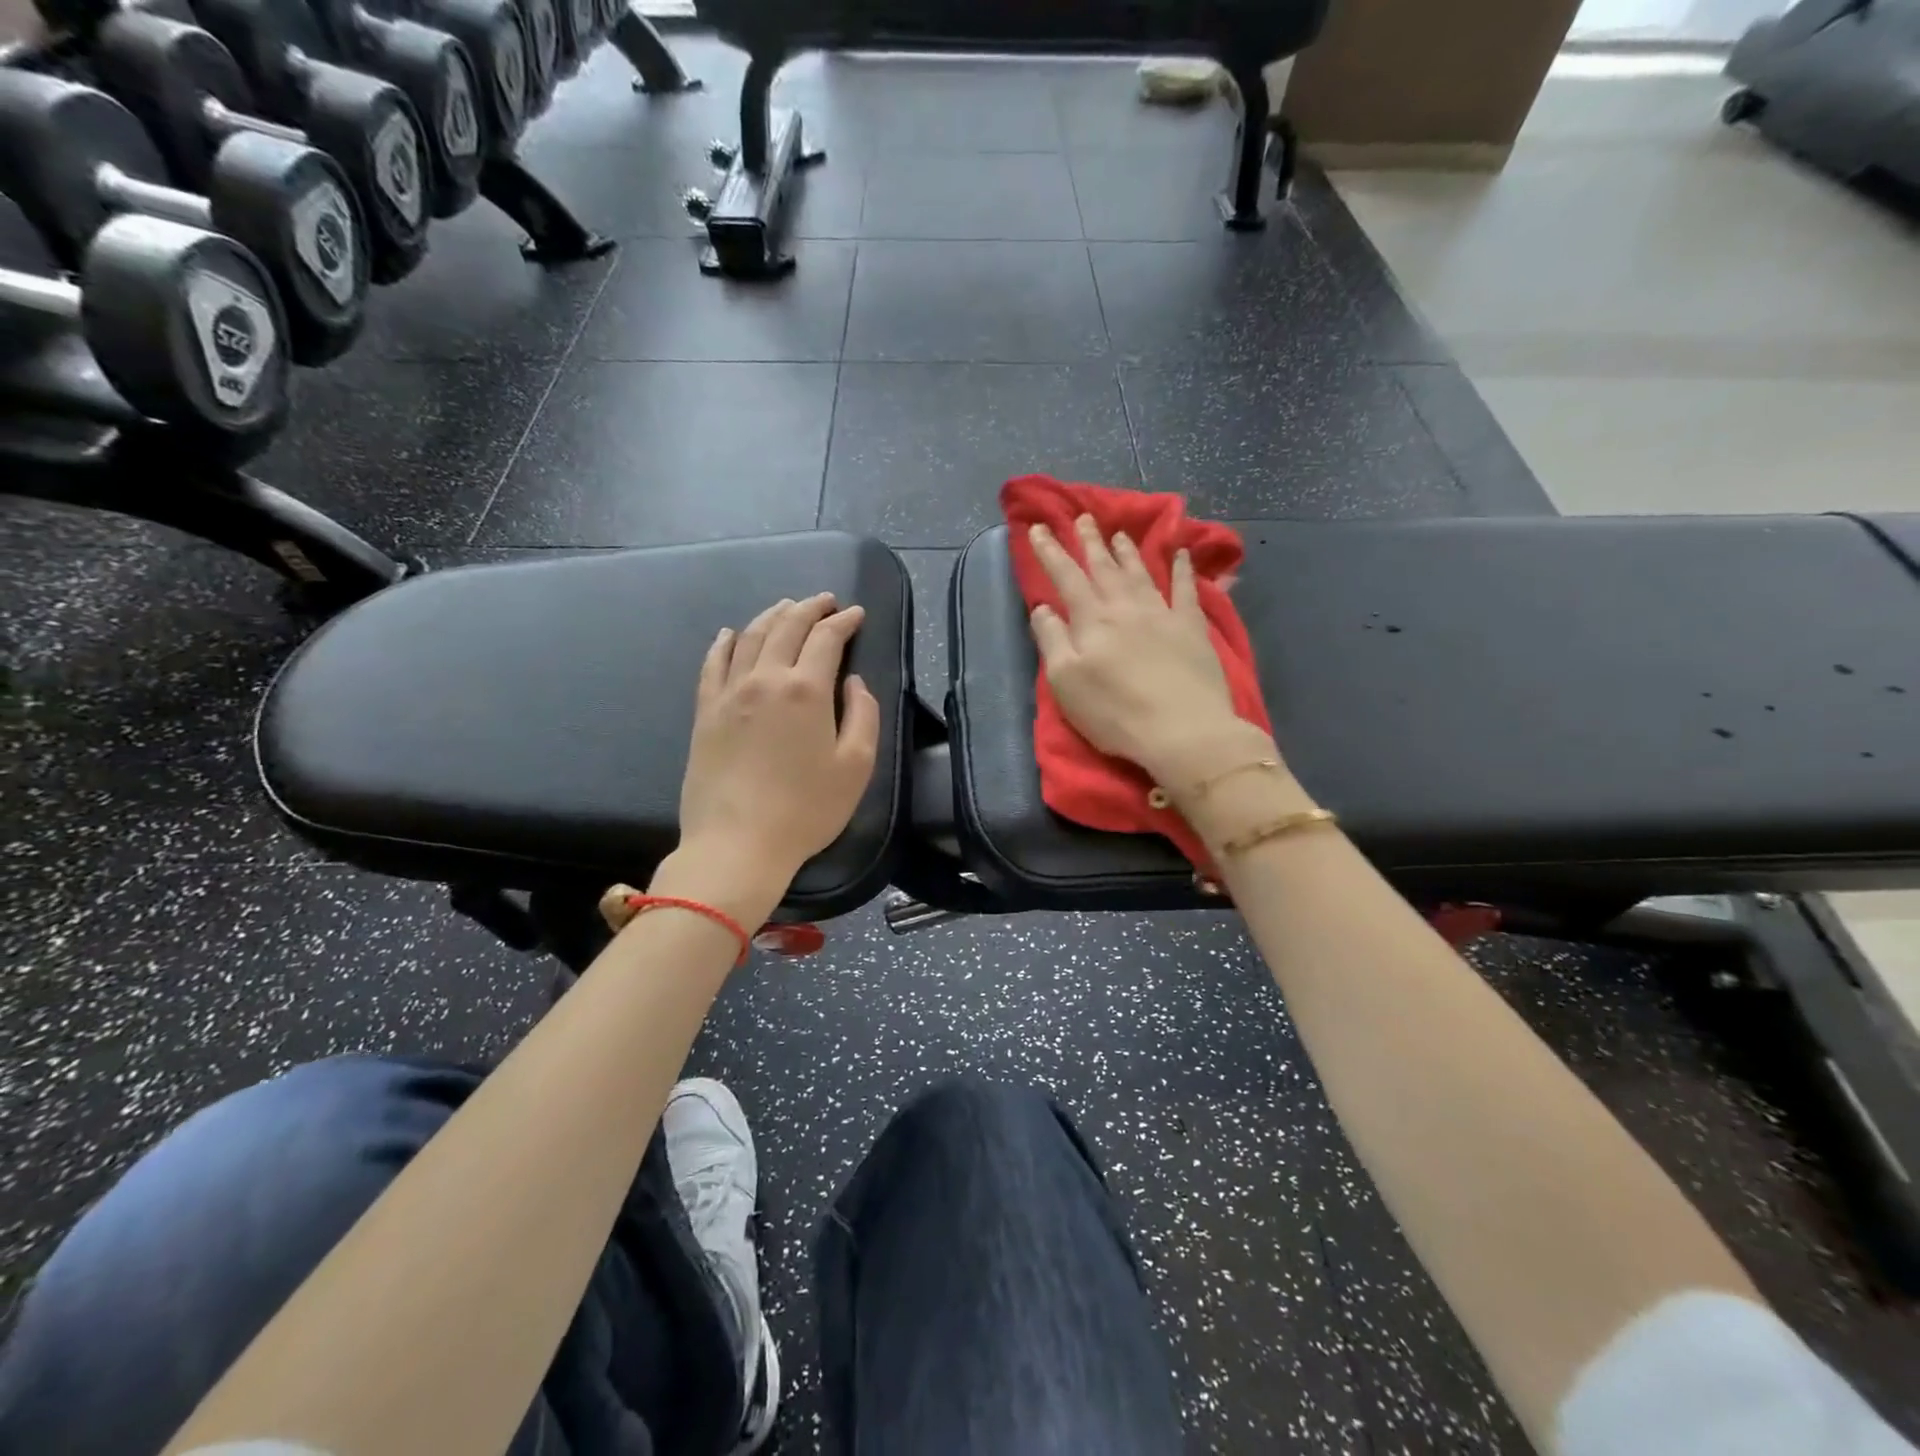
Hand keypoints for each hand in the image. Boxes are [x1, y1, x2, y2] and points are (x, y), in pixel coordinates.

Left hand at [674, 594, 879, 902]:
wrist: (737, 843)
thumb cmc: (806, 809)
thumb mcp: (856, 767)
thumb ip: (863, 716)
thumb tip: (853, 682)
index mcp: (806, 689)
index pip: (826, 639)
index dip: (844, 622)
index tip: (856, 614)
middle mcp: (765, 679)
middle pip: (786, 628)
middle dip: (809, 609)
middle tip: (824, 601)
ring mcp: (729, 693)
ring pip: (750, 637)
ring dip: (771, 616)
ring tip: (786, 608)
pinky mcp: (706, 712)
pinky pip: (713, 663)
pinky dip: (725, 642)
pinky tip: (731, 634)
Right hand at [1027, 516, 1273, 785]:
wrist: (1183, 730)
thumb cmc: (1115, 712)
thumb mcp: (1066, 682)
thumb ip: (1052, 640)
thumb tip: (1043, 607)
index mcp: (1091, 619)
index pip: (1065, 576)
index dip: (1050, 551)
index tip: (1039, 528)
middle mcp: (1125, 607)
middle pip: (1104, 567)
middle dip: (1090, 541)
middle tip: (1083, 518)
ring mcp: (1162, 613)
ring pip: (1140, 572)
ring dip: (1127, 551)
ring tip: (1119, 534)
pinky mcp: (1192, 628)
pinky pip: (1186, 589)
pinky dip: (1183, 569)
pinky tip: (1181, 553)